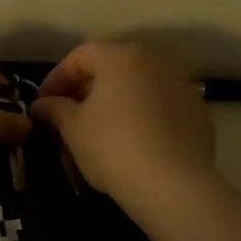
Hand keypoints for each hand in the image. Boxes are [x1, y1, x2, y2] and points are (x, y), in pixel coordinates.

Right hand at [32, 41, 215, 206]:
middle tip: (68, 119)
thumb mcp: (73, 128)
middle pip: (112, 69)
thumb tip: (42, 104)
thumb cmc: (113, 147)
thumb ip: (55, 109)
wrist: (173, 185)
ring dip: (114, 105)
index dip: (57, 78)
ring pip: (137, 89)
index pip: (81, 55)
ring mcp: (182, 86)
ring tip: (98, 134)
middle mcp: (155, 62)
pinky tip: (132, 145)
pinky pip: (160, 108)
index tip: (43, 103)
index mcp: (121, 57)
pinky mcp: (197, 113)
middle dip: (86, 92)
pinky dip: (141, 118)